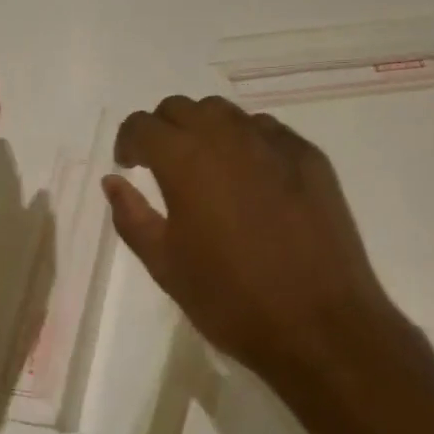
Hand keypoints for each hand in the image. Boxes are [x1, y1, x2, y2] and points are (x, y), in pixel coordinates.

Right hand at [103, 96, 409, 398]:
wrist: (320, 325)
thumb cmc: (231, 300)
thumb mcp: (165, 266)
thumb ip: (132, 216)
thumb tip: (114, 182)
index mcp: (185, 159)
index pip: (143, 125)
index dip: (129, 141)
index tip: (130, 166)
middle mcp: (228, 136)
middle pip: (183, 108)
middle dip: (164, 130)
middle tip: (163, 166)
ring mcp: (274, 142)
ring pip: (226, 113)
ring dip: (206, 130)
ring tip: (208, 169)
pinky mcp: (309, 156)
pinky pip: (266, 131)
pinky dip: (247, 142)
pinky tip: (253, 179)